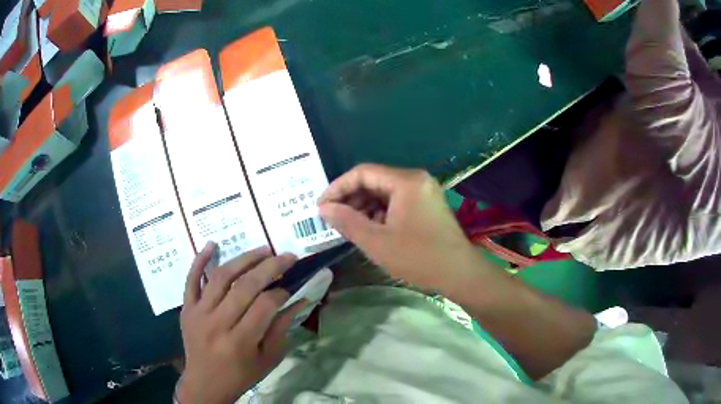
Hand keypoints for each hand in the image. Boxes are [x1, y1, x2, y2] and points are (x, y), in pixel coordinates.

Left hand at [176, 243, 303, 403]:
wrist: (204, 383)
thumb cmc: (240, 375)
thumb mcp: (267, 359)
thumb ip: (281, 329)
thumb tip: (298, 300)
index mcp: (240, 341)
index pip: (265, 305)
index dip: (281, 292)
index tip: (290, 287)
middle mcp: (218, 323)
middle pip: (245, 286)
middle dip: (270, 268)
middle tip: (286, 257)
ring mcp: (198, 313)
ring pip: (220, 277)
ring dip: (244, 259)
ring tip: (263, 249)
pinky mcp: (186, 308)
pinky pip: (191, 280)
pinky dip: (200, 260)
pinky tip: (212, 244)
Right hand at [318, 164, 490, 293]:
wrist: (459, 274)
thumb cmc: (418, 257)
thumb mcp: (376, 242)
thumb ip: (347, 221)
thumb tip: (324, 209)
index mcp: (405, 181)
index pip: (362, 173)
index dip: (338, 187)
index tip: (321, 206)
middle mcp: (416, 179)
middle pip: (374, 181)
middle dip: (350, 199)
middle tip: (332, 218)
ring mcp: (423, 192)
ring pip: (384, 192)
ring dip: (364, 207)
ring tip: (348, 226)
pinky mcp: (427, 205)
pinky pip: (396, 202)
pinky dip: (379, 213)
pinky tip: (370, 229)